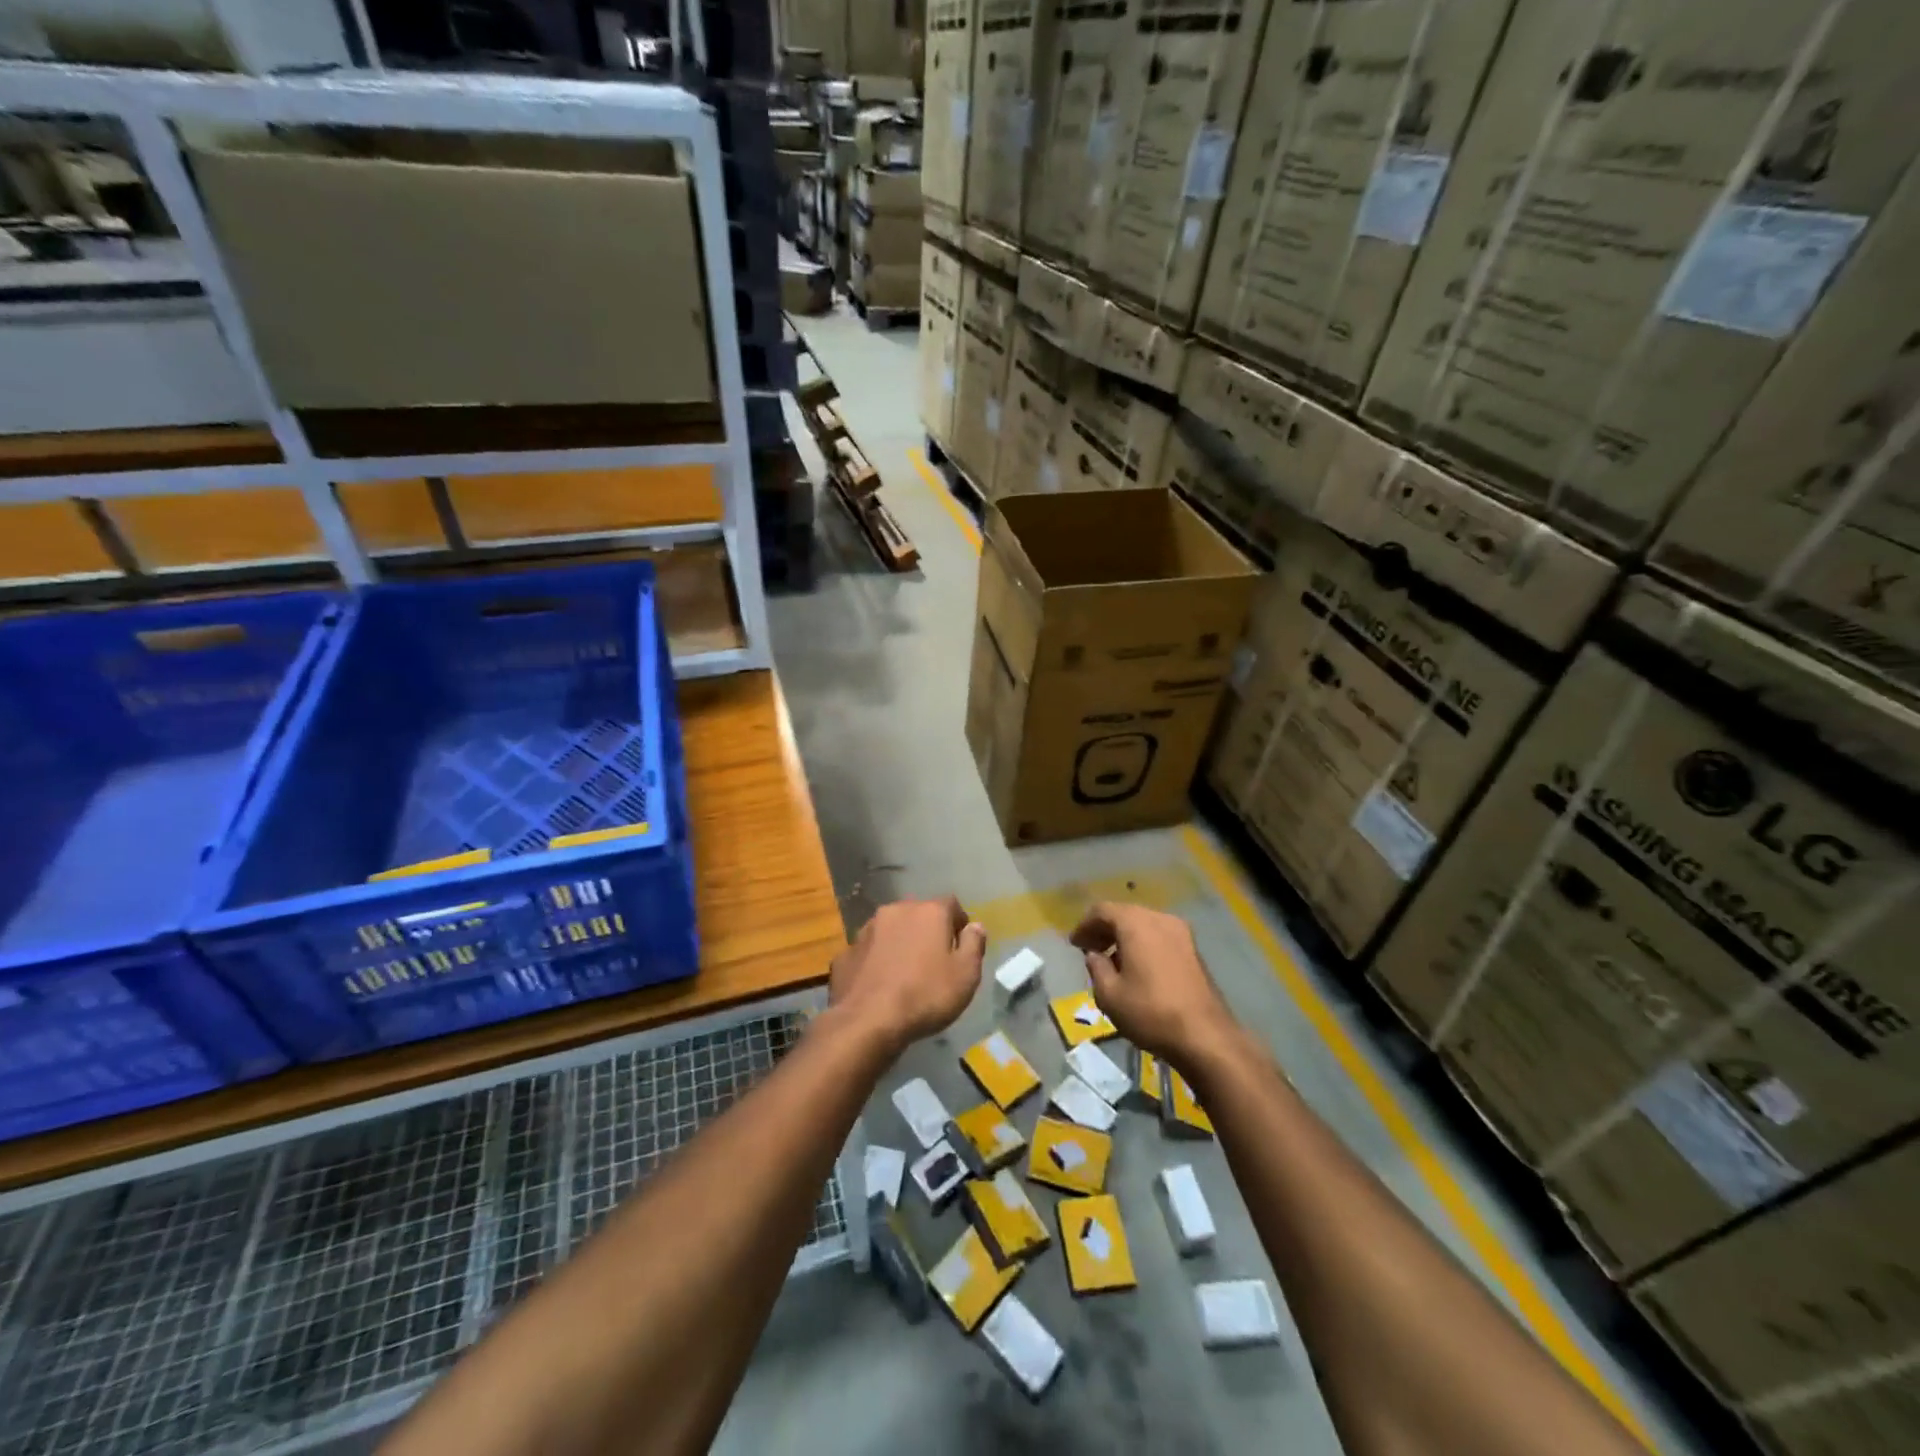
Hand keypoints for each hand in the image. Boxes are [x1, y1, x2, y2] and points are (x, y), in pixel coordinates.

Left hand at [829, 896, 985, 1056]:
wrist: (868, 1021)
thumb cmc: (926, 995)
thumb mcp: (966, 975)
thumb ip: (974, 945)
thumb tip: (975, 926)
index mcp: (929, 912)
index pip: (951, 904)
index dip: (958, 924)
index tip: (961, 947)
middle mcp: (896, 911)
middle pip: (918, 914)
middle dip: (927, 931)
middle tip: (934, 960)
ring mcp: (866, 930)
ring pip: (890, 930)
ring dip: (899, 943)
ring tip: (905, 973)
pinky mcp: (845, 953)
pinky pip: (868, 952)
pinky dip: (875, 961)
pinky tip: (879, 984)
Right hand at [1070, 902, 1237, 1066]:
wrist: (1206, 1036)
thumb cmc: (1150, 1012)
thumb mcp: (1109, 995)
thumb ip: (1096, 968)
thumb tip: (1095, 955)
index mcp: (1136, 923)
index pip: (1102, 910)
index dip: (1084, 925)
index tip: (1074, 944)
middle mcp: (1160, 918)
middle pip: (1125, 914)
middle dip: (1104, 929)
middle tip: (1089, 950)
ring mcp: (1181, 932)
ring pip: (1144, 924)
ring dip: (1124, 936)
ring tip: (1111, 961)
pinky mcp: (1193, 950)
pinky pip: (1159, 936)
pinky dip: (1143, 943)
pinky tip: (1137, 967)